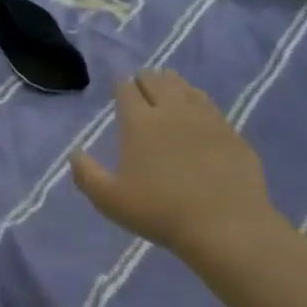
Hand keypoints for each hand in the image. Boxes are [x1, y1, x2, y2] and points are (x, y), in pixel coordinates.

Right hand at [71, 71, 278, 258]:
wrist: (226, 227)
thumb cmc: (160, 212)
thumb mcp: (109, 200)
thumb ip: (86, 174)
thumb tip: (75, 153)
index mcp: (139, 122)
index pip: (126, 89)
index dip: (121, 86)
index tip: (118, 89)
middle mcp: (172, 110)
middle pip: (156, 80)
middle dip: (145, 79)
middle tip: (140, 87)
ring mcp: (205, 119)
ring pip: (185, 87)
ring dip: (171, 84)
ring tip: (166, 89)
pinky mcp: (231, 132)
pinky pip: (209, 104)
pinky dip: (197, 100)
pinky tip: (196, 110)